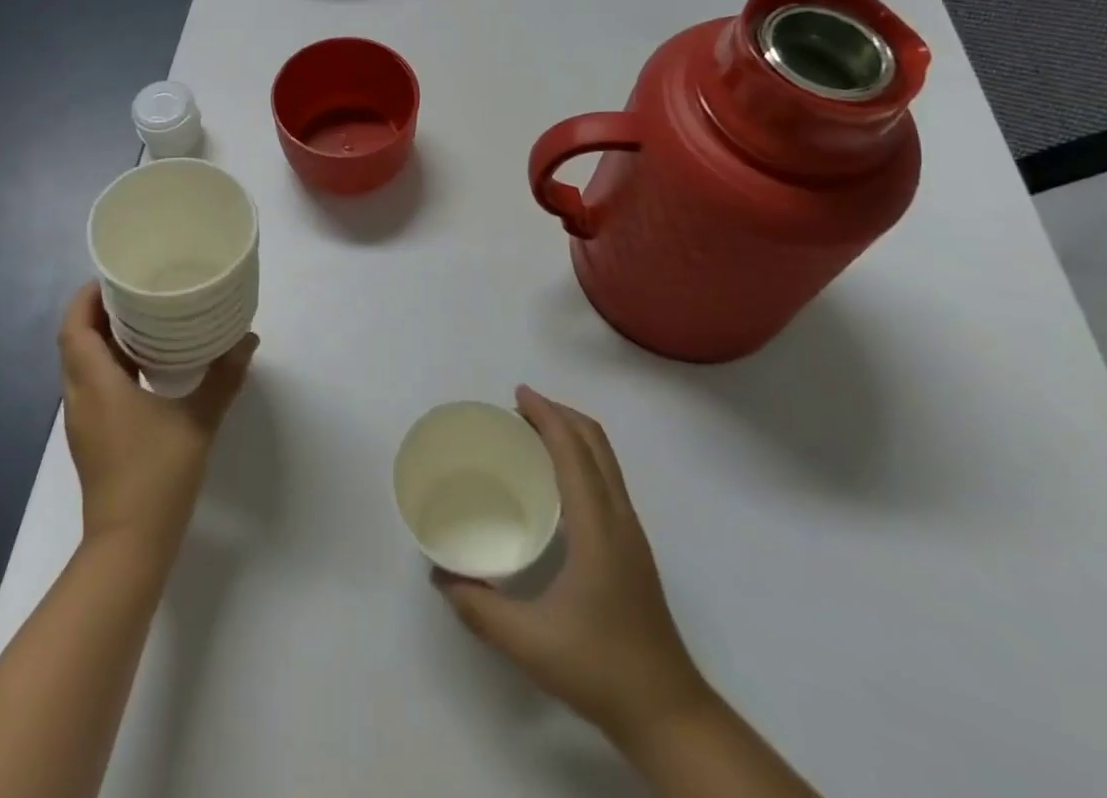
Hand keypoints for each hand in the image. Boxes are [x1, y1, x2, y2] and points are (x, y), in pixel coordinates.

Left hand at [58, 282, 257, 564]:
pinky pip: (92, 386)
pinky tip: (144, 365)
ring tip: (142, 318)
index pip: (74, 329)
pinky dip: (109, 364)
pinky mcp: (92, 437)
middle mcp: (80, 398)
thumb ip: (223, 378)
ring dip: (102, 338)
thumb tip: (248, 339)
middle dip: (97, 312)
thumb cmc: (157, 476)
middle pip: (75, 342)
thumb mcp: (198, 421)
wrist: (128, 546)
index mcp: (96, 386)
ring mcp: (83, 421)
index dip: (85, 298)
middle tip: (134, 290)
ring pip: (81, 365)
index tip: (112, 277)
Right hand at [434, 386, 712, 754]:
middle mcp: (619, 516)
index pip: (573, 450)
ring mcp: (631, 531)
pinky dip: (582, 456)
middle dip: (559, 414)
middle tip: (519, 410)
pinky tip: (558, 481)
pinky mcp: (633, 547)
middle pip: (595, 442)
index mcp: (597, 526)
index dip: (547, 414)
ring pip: (606, 458)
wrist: (668, 712)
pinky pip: (608, 478)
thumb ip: (479, 608)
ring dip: (573, 433)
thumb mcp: (528, 642)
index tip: (517, 395)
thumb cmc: (599, 668)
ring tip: (534, 435)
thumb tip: (439, 576)